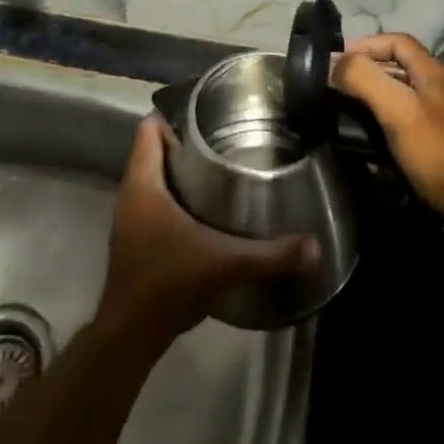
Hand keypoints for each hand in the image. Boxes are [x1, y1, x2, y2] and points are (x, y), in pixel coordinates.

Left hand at [97, 116, 317, 343]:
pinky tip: (203, 205)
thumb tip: (314, 246)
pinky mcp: (134, 239)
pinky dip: (173, 194)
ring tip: (218, 164)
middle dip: (184, 140)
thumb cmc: (169, 283)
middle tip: (223, 135)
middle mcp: (131, 195)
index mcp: (142, 185)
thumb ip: (270, 254)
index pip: (148, 130)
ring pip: (152, 177)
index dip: (173, 113)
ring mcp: (129, 218)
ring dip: (178, 169)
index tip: (206, 109)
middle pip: (152, 151)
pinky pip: (152, 200)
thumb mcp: (225, 264)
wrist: (131, 334)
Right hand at [331, 33, 443, 225]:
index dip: (365, 44)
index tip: (336, 58)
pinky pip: (406, 115)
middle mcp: (439, 86)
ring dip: (374, 92)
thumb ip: (365, 80)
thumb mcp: (397, 110)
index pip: (396, 41)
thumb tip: (333, 61)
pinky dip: (385, 115)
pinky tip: (370, 131)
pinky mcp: (440, 138)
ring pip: (401, 91)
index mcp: (432, 71)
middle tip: (336, 82)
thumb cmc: (436, 150)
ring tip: (346, 105)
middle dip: (366, 68)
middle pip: (398, 64)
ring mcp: (442, 112)